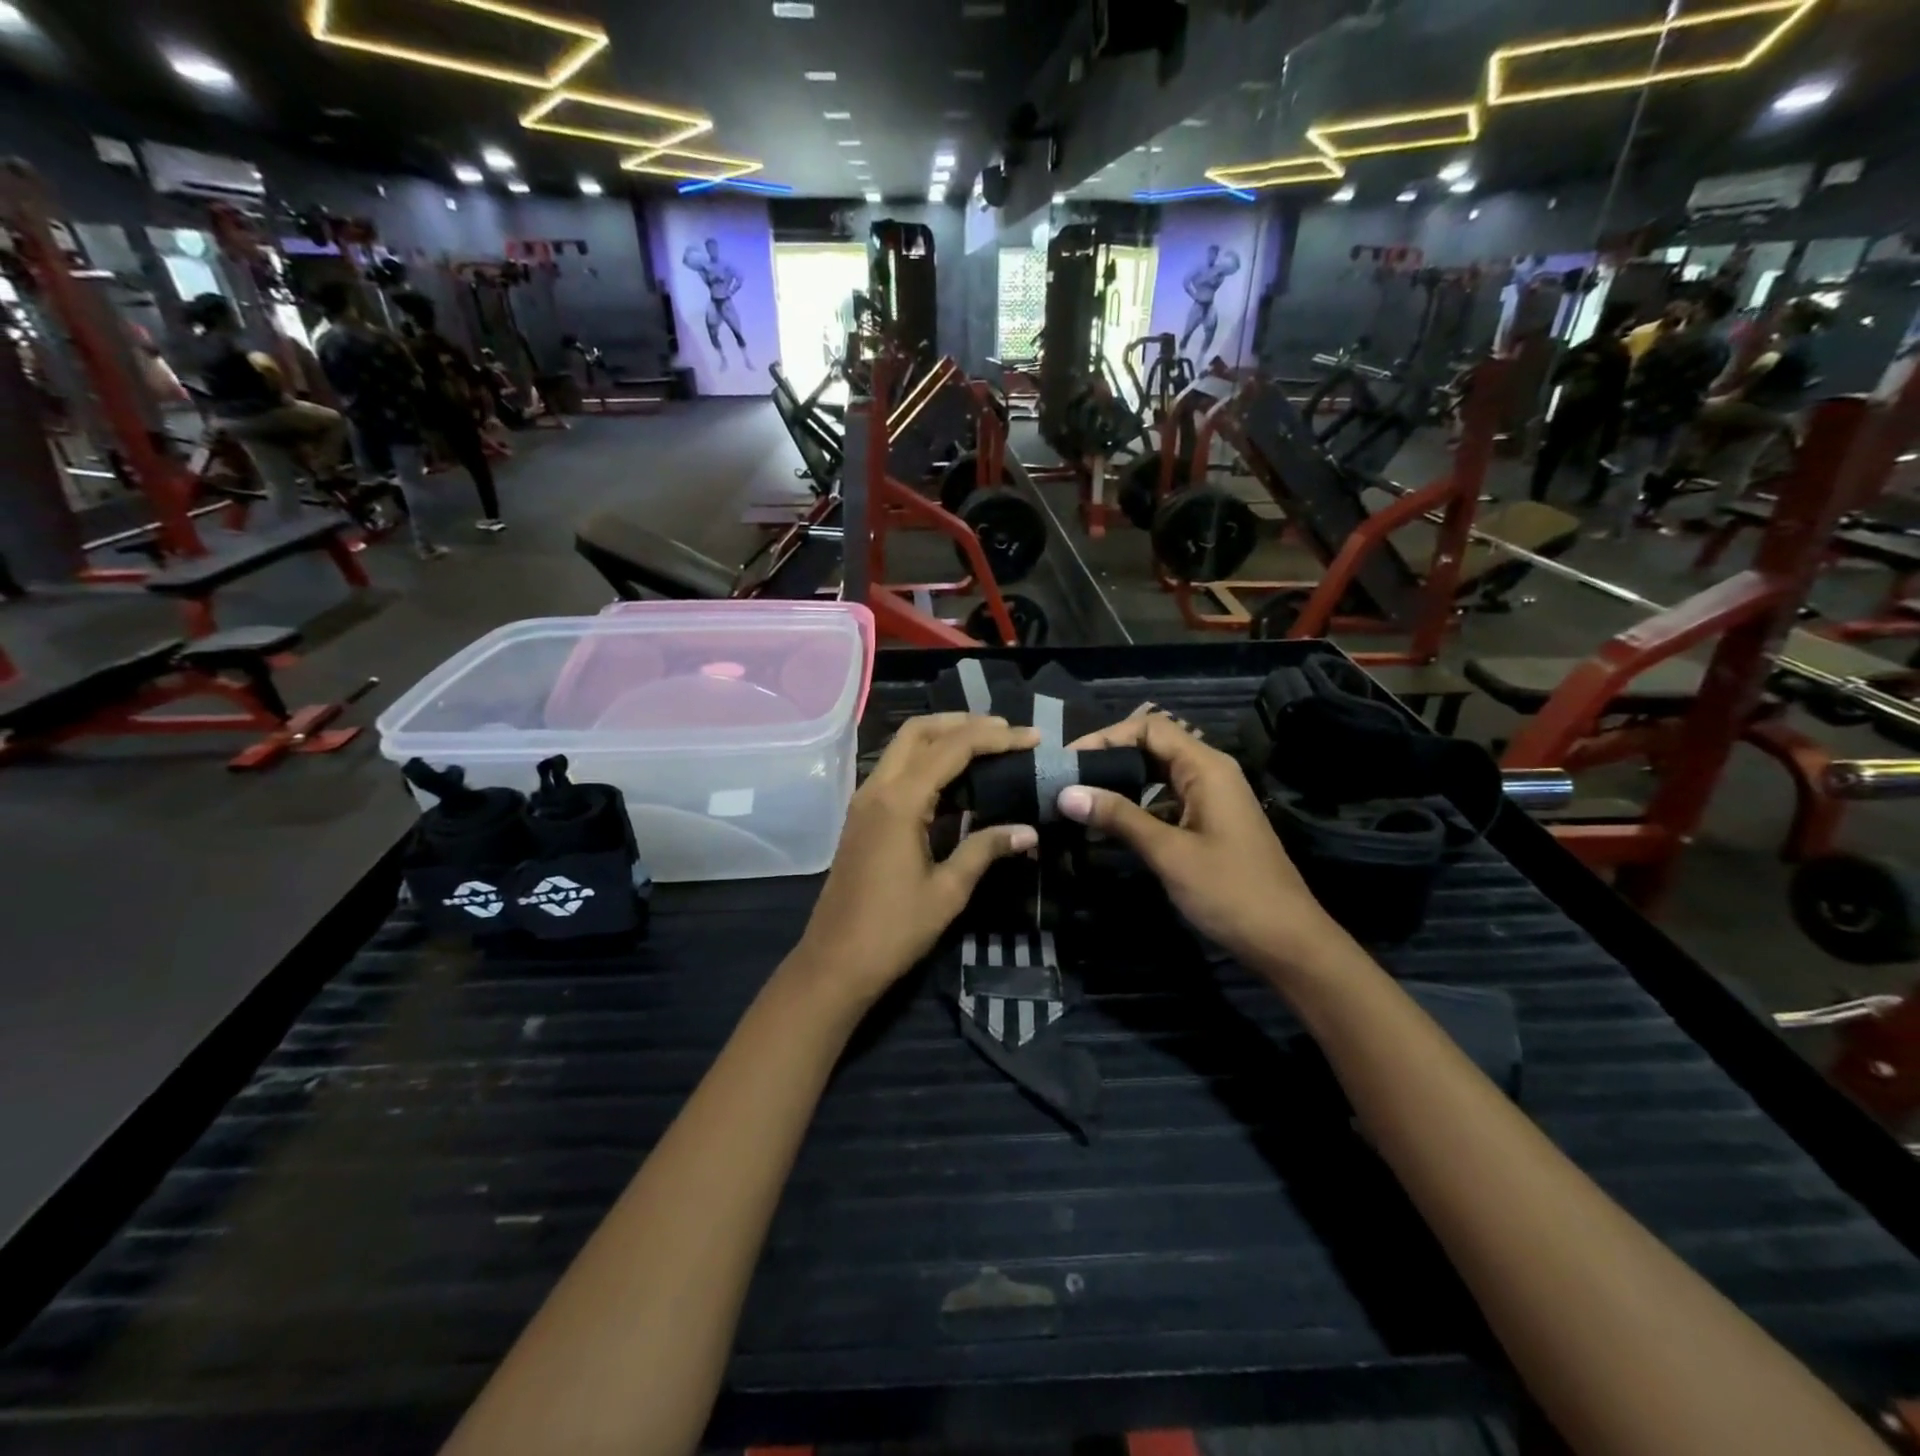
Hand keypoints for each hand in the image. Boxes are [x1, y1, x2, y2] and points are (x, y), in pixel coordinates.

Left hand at [791, 714, 1040, 1008]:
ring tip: (986, 746)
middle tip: (1005, 732)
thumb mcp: (948, 891)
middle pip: (918, 731)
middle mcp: (877, 789)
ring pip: (903, 747)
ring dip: (942, 738)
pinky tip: (955, 780)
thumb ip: (985, 850)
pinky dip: (926, 761)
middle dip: (963, 723)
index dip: (995, 738)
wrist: (835, 962)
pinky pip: (896, 770)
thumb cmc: (893, 931)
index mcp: (899, 802)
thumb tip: (1028, 831)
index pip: (952, 749)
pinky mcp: (861, 816)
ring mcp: (864, 801)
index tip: (1031, 738)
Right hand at [1057, 713, 1340, 974]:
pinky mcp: (1209, 822)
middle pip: (1153, 745)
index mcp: (1206, 768)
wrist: (1286, 940)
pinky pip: (1166, 799)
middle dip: (1109, 757)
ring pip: (1158, 774)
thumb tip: (1066, 793)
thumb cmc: (1230, 891)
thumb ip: (1118, 817)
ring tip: (1081, 798)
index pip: (1150, 727)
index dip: (1107, 736)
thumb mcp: (1169, 853)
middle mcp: (1210, 773)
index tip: (1069, 759)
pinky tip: (1110, 824)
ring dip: (1121, 782)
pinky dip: (1137, 805)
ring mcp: (1212, 798)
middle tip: (1068, 778)